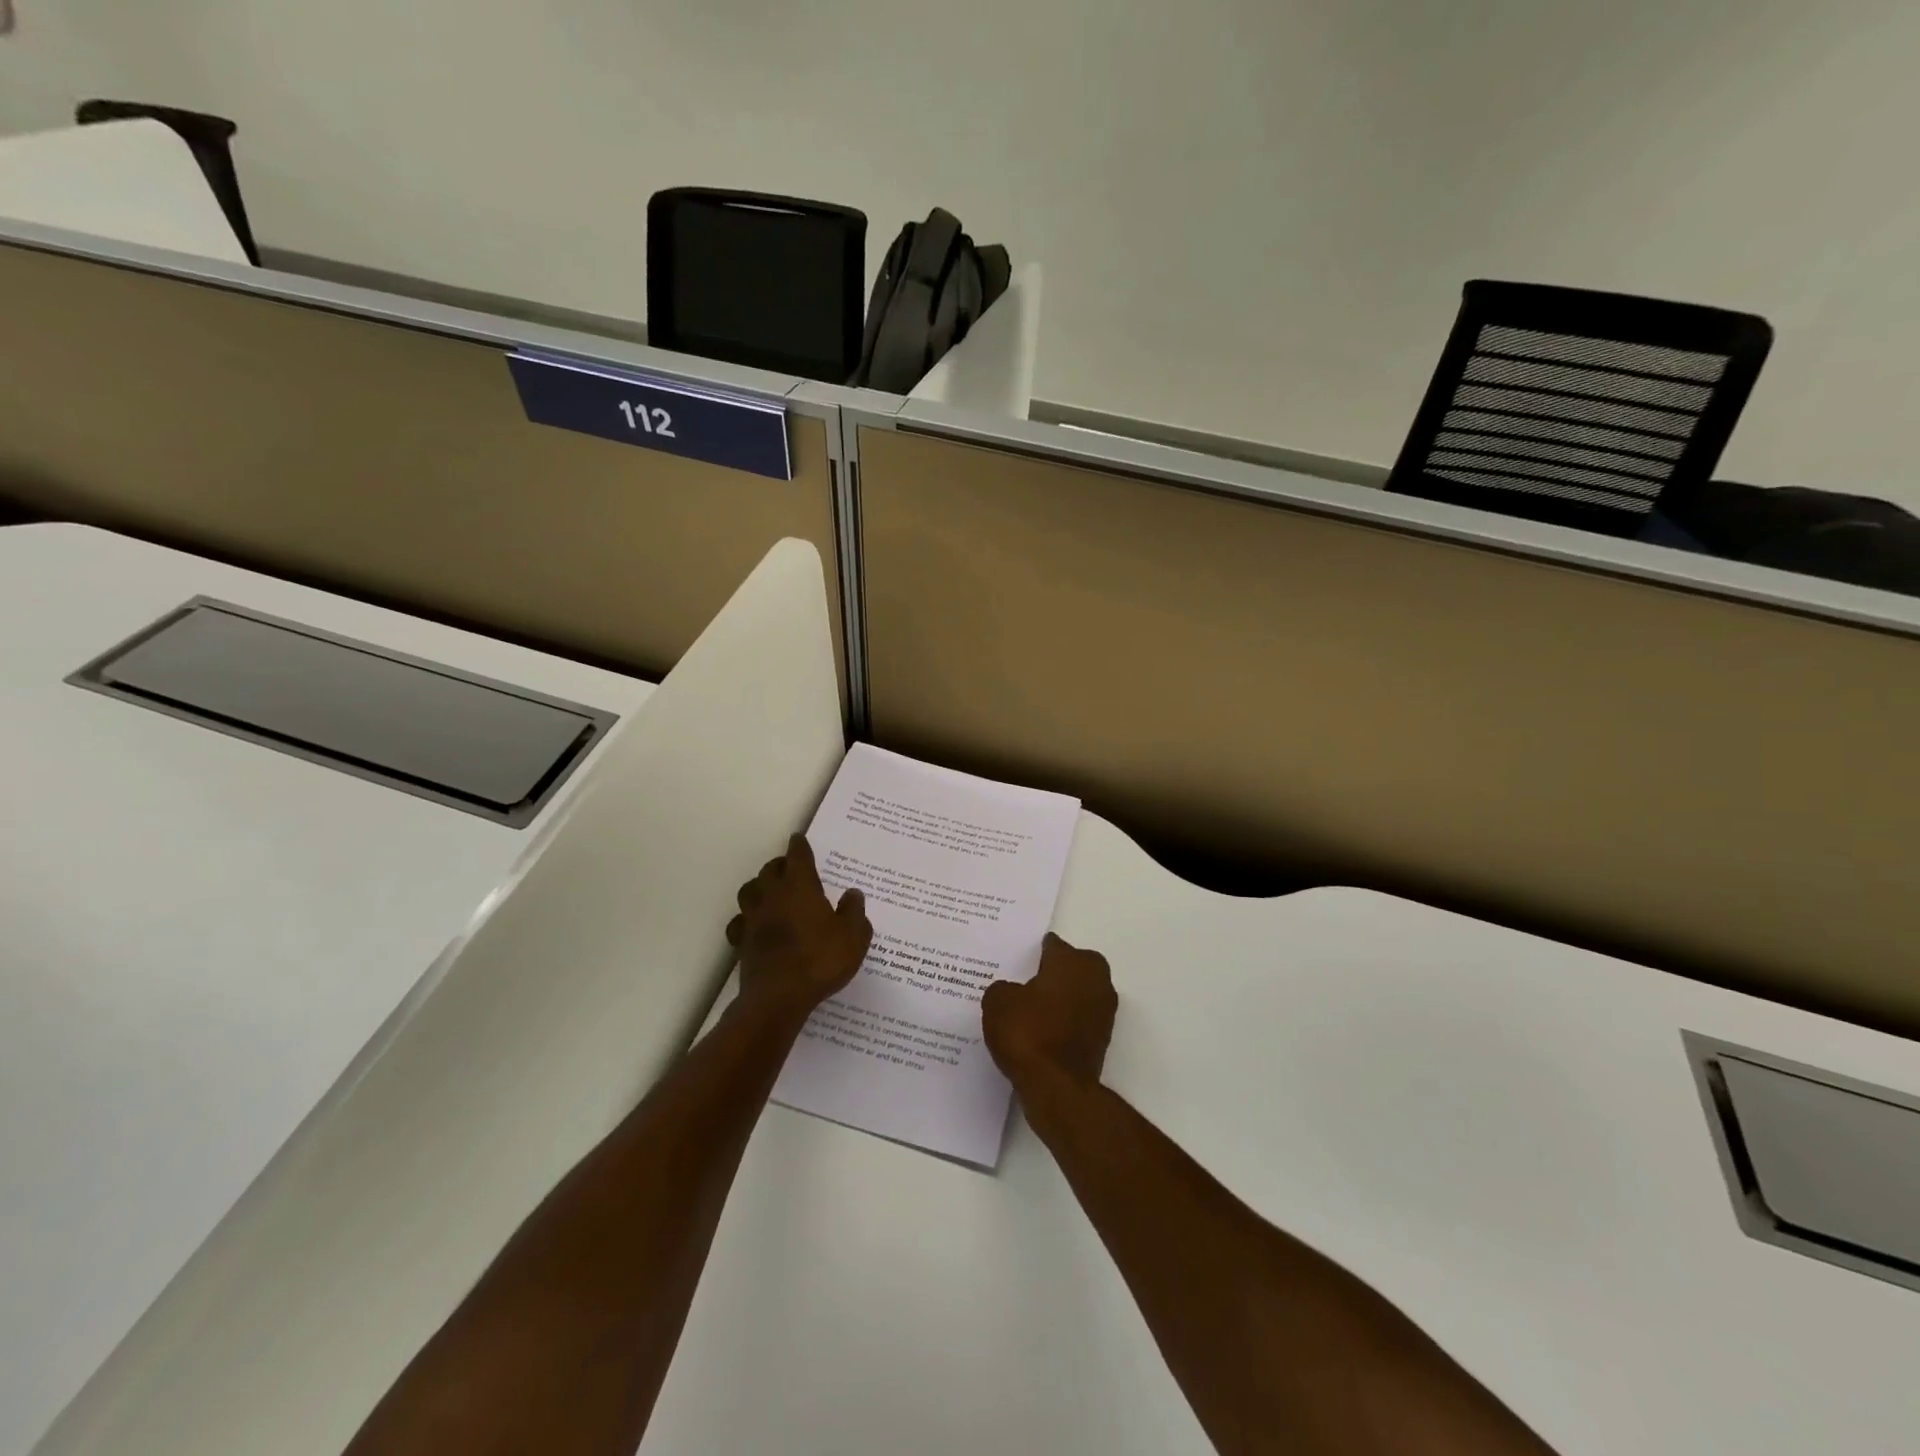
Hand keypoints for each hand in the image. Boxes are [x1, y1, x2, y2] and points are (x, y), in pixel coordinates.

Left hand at [726, 835, 871, 1018]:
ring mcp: (752, 919)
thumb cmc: (820, 960)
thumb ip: (854, 912)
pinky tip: (755, 926)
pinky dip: (746, 919)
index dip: (799, 846)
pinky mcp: (741, 942)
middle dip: (780, 865)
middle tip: (791, 868)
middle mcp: (772, 896)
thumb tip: (853, 893)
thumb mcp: (853, 937)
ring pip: (749, 891)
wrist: (777, 998)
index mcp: (800, 887)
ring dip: (759, 887)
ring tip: (770, 892)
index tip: (799, 838)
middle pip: (770, 870)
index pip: (797, 856)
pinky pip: (740, 922)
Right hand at [982, 933, 1116, 1091]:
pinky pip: (1080, 1019)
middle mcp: (1095, 978)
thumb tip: (1011, 992)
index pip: (1052, 946)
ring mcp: (1104, 1010)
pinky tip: (1043, 1032)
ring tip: (1032, 1010)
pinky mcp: (1103, 1038)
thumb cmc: (1028, 1033)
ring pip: (1079, 993)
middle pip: (1073, 966)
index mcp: (1072, 961)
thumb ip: (1003, 988)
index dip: (1034, 953)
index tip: (1018, 961)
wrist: (1057, 1087)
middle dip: (1054, 972)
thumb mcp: (998, 1002)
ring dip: (1063, 998)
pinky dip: (1065, 1022)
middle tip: (1027, 983)